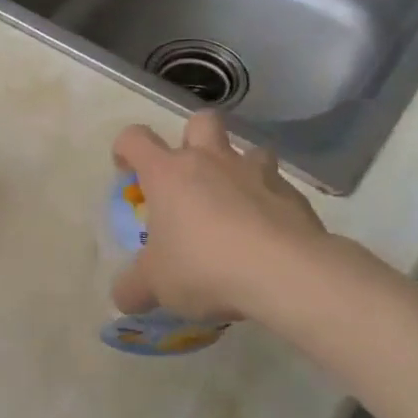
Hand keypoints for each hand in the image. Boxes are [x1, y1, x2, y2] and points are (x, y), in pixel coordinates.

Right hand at [111, 112, 325, 321]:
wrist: (283, 272)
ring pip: (249, 149)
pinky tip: (268, 234)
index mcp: (168, 173)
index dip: (126, 148)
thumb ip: (134, 287)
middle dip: (193, 137)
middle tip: (190, 174)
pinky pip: (278, 188)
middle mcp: (210, 161)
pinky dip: (270, 203)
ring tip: (236, 203)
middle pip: (201, 121)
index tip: (127, 171)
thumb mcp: (155, 284)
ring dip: (240, 168)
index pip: (136, 139)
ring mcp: (256, 173)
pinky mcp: (293, 195)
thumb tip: (124, 296)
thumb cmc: (203, 265)